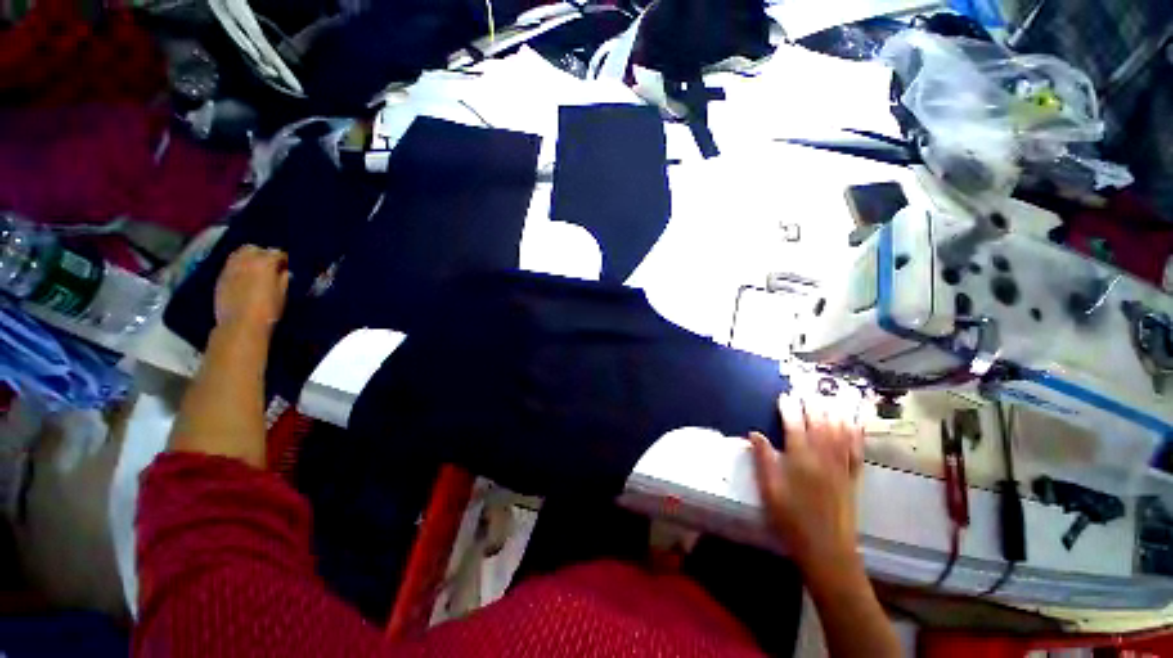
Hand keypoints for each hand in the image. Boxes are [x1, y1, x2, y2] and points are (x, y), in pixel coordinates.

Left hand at [214, 245, 289, 331]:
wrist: (240, 324)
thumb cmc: (268, 309)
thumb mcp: (283, 293)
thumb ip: (283, 278)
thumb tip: (284, 271)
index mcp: (263, 262)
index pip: (276, 252)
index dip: (284, 259)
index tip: (288, 266)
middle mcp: (244, 260)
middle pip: (253, 248)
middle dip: (262, 253)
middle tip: (270, 265)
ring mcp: (229, 268)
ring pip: (238, 254)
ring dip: (248, 258)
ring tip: (255, 270)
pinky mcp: (220, 278)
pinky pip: (230, 265)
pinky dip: (238, 267)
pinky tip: (244, 278)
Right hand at [750, 393, 863, 569]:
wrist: (827, 550)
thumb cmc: (792, 520)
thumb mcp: (770, 491)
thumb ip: (763, 459)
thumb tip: (754, 433)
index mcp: (800, 460)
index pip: (794, 426)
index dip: (789, 408)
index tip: (784, 395)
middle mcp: (823, 458)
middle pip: (819, 424)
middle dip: (812, 403)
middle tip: (807, 388)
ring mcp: (841, 467)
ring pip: (840, 432)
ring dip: (835, 411)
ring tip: (831, 396)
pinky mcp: (853, 478)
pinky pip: (857, 450)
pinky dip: (856, 434)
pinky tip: (855, 423)